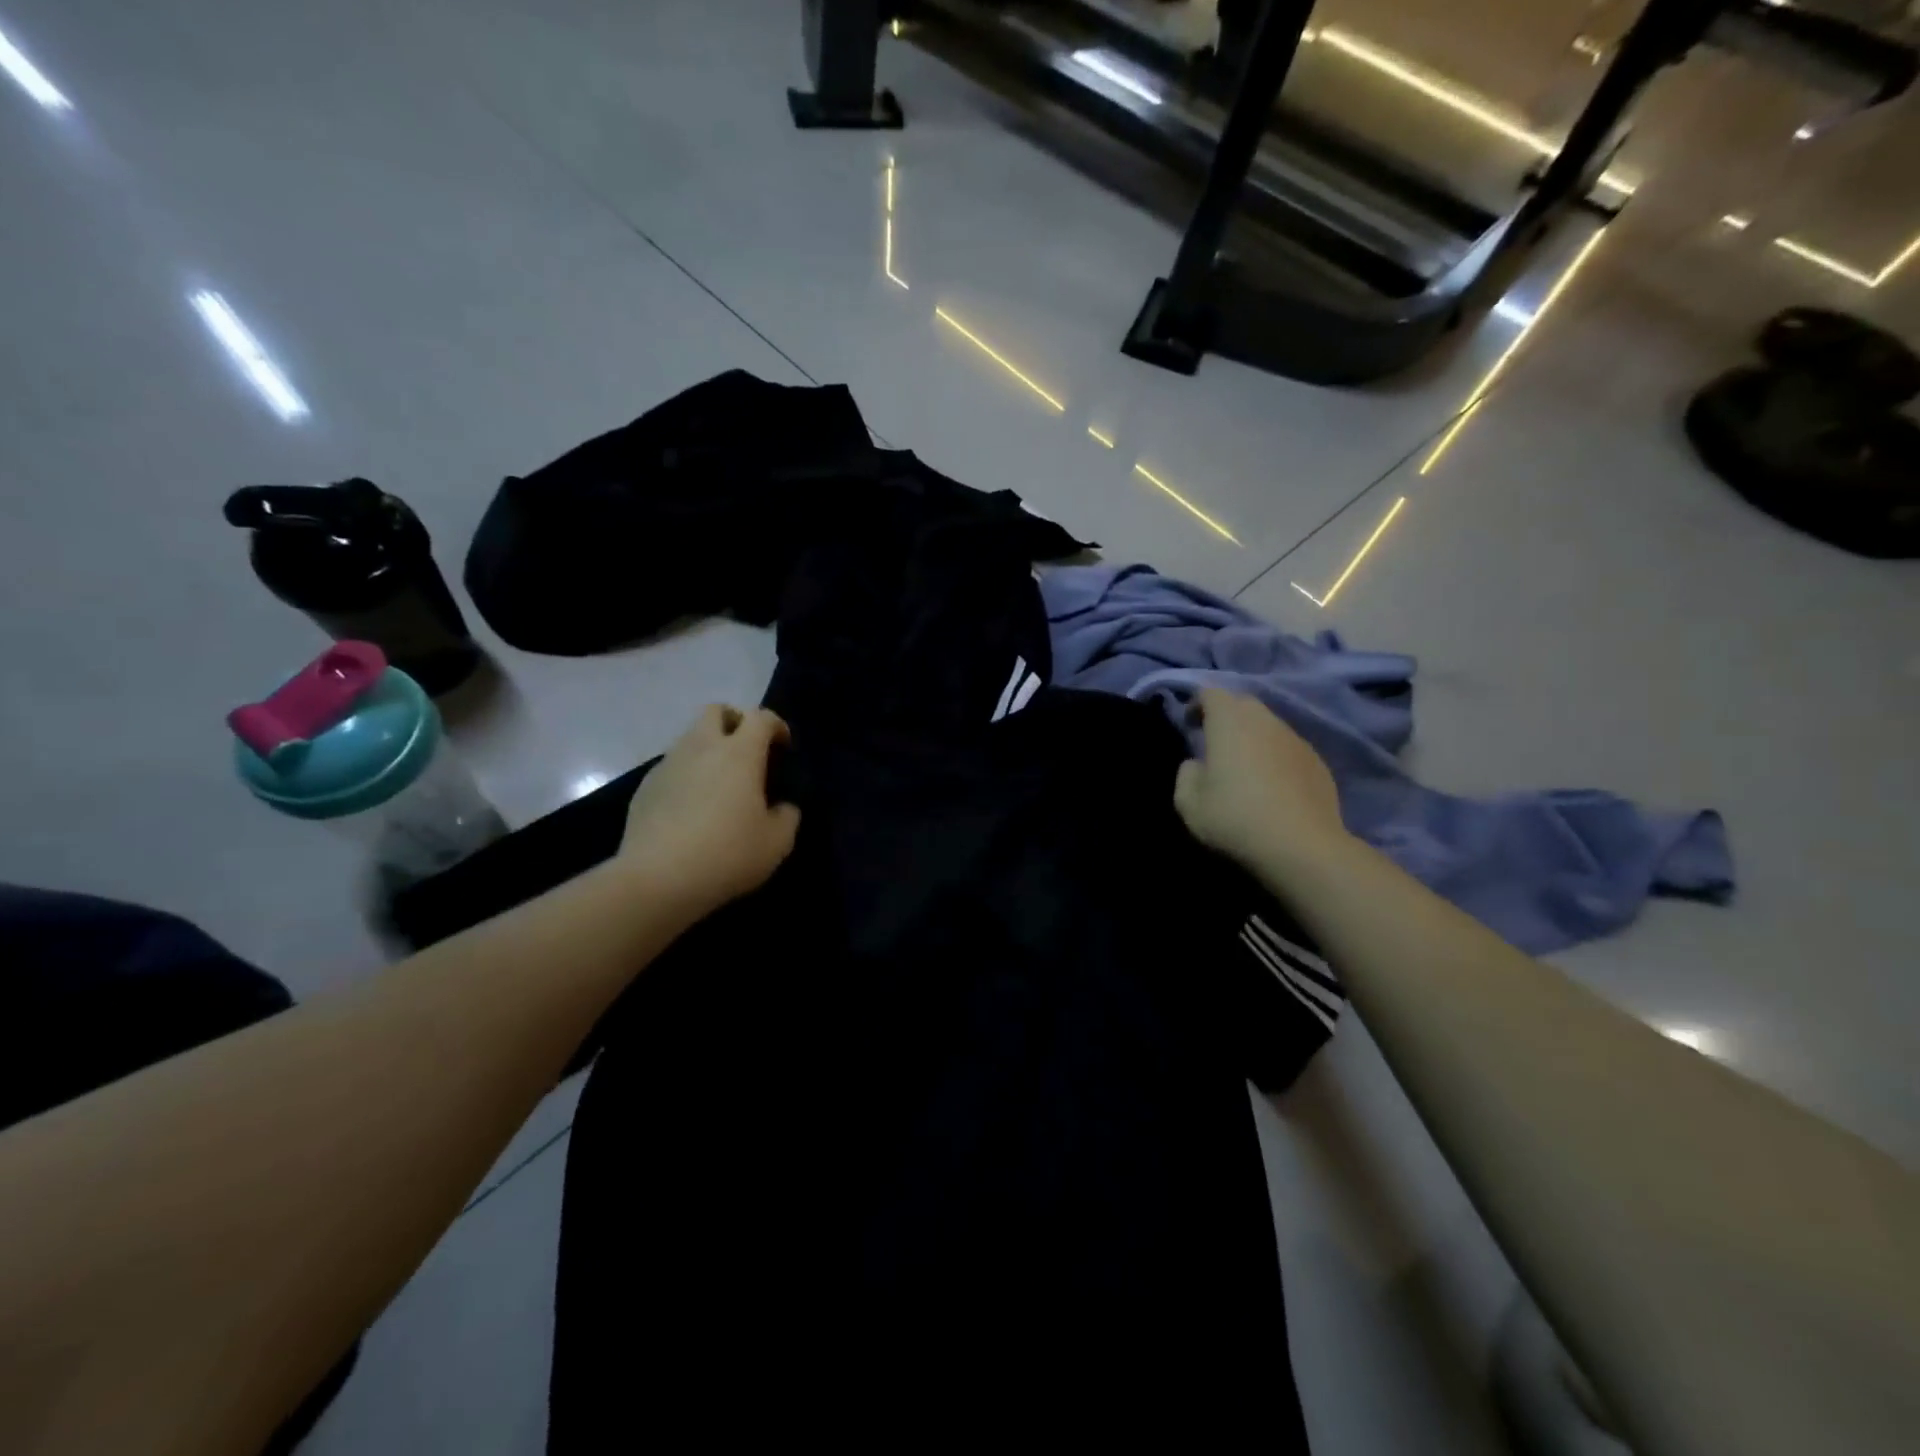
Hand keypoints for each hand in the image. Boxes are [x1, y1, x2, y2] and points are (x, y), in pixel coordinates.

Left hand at [619, 705, 801, 920]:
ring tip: (719, 784)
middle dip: (734, 721)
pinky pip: (671, 768)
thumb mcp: (777, 842)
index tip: (784, 746)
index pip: (760, 717)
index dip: (776, 725)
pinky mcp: (645, 788)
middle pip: (716, 711)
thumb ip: (787, 816)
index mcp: (739, 753)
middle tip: (747, 751)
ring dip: (708, 749)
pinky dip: (686, 776)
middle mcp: (701, 747)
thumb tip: (782, 807)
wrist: (657, 879)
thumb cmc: (727, 853)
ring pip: (690, 738)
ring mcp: (668, 765)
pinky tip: (691, 809)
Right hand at [1174, 688, 1348, 872]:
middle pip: (1243, 704)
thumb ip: (1186, 774)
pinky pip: (1288, 749)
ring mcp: (1296, 740)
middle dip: (1227, 716)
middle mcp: (1265, 721)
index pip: (1211, 693)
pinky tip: (1273, 787)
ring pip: (1269, 726)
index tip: (1190, 726)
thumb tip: (1197, 764)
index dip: (1197, 704)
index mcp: (1229, 722)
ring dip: (1253, 737)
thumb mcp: (1188, 803)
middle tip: (1215, 744)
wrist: (1302, 847)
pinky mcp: (1318, 762)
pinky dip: (1275, 757)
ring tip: (1245, 767)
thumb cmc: (1235, 818)